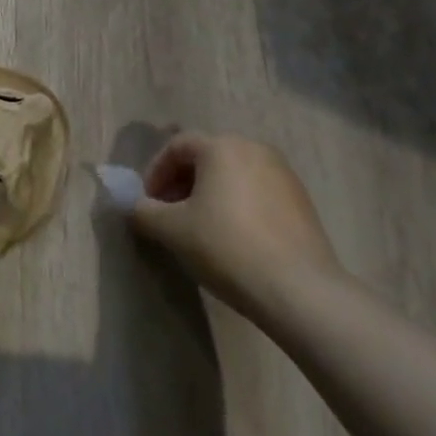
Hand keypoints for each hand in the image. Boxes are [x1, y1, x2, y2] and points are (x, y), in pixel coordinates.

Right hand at [130, 134, 342, 308]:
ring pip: (233, 176)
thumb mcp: (170, 229)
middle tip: (169, 213)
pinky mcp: (302, 202)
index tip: (147, 203)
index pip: (177, 146)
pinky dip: (236, 206)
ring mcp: (284, 175)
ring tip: (199, 228)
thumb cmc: (226, 246)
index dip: (154, 172)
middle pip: (207, 157)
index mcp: (222, 147)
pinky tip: (232, 239)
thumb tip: (133, 206)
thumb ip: (142, 211)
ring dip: (209, 194)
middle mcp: (255, 150)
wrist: (299, 289)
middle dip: (181, 183)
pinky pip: (256, 193)